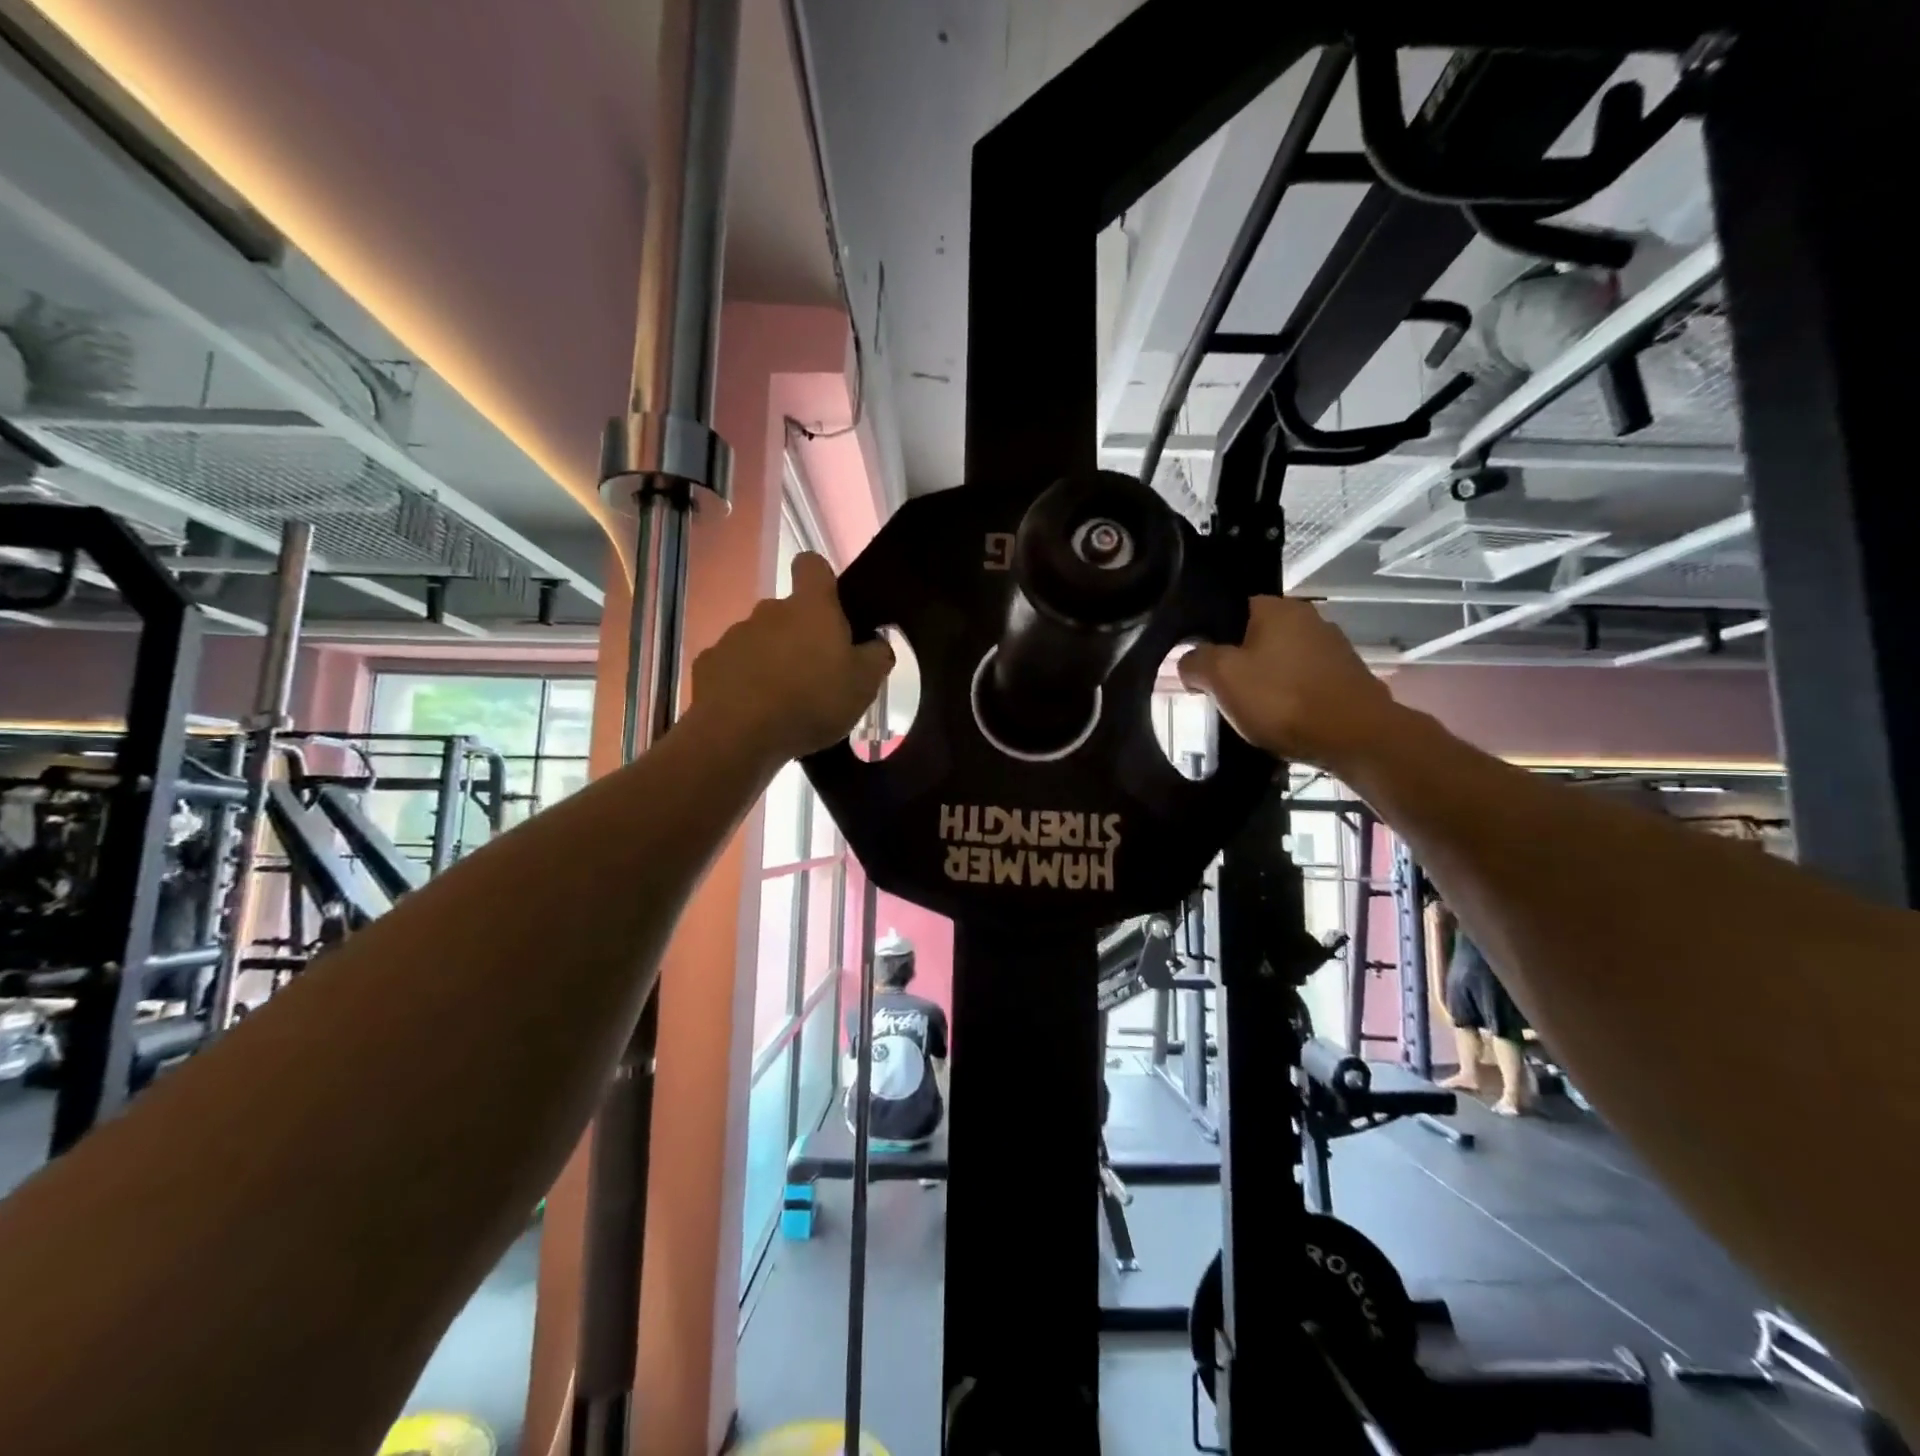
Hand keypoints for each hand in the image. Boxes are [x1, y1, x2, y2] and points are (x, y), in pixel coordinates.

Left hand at [689, 553, 893, 764]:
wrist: (737, 734)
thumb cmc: (811, 700)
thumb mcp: (864, 685)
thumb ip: (876, 657)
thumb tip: (876, 643)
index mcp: (811, 607)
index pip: (812, 565)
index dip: (822, 581)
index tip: (832, 608)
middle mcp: (769, 611)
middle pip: (788, 613)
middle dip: (801, 637)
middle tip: (818, 676)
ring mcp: (734, 636)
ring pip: (761, 641)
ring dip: (773, 663)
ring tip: (785, 703)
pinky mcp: (708, 664)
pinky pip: (734, 667)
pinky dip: (744, 684)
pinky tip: (754, 714)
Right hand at [1178, 596, 1404, 769]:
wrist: (1356, 737)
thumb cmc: (1282, 699)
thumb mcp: (1221, 678)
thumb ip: (1195, 661)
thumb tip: (1189, 661)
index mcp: (1277, 608)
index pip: (1232, 609)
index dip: (1212, 638)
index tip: (1203, 668)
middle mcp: (1309, 618)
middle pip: (1257, 637)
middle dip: (1239, 663)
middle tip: (1222, 693)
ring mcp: (1334, 648)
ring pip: (1282, 661)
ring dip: (1266, 683)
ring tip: (1252, 712)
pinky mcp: (1348, 678)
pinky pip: (1305, 683)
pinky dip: (1291, 698)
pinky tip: (1284, 721)